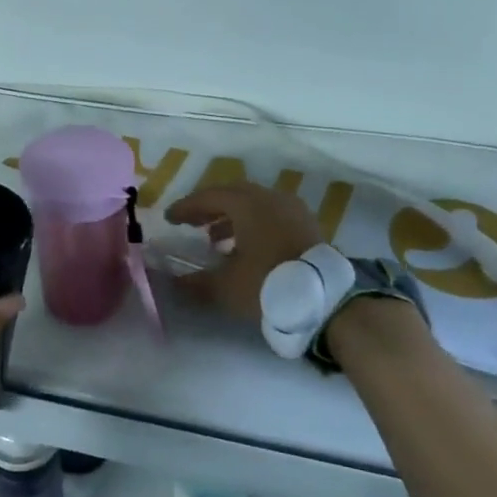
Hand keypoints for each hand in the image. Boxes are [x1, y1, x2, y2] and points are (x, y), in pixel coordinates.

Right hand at [165, 180, 319, 325]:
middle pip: (232, 194)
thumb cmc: (269, 285)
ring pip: (254, 204)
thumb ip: (194, 282)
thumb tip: (171, 282)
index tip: (169, 219)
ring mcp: (293, 210)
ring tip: (214, 240)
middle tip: (190, 223)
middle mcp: (270, 198)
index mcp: (247, 204)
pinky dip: (252, 224)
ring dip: (230, 217)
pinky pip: (271, 215)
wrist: (327, 301)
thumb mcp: (225, 287)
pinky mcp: (307, 226)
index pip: (208, 197)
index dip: (186, 207)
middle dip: (208, 208)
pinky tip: (245, 247)